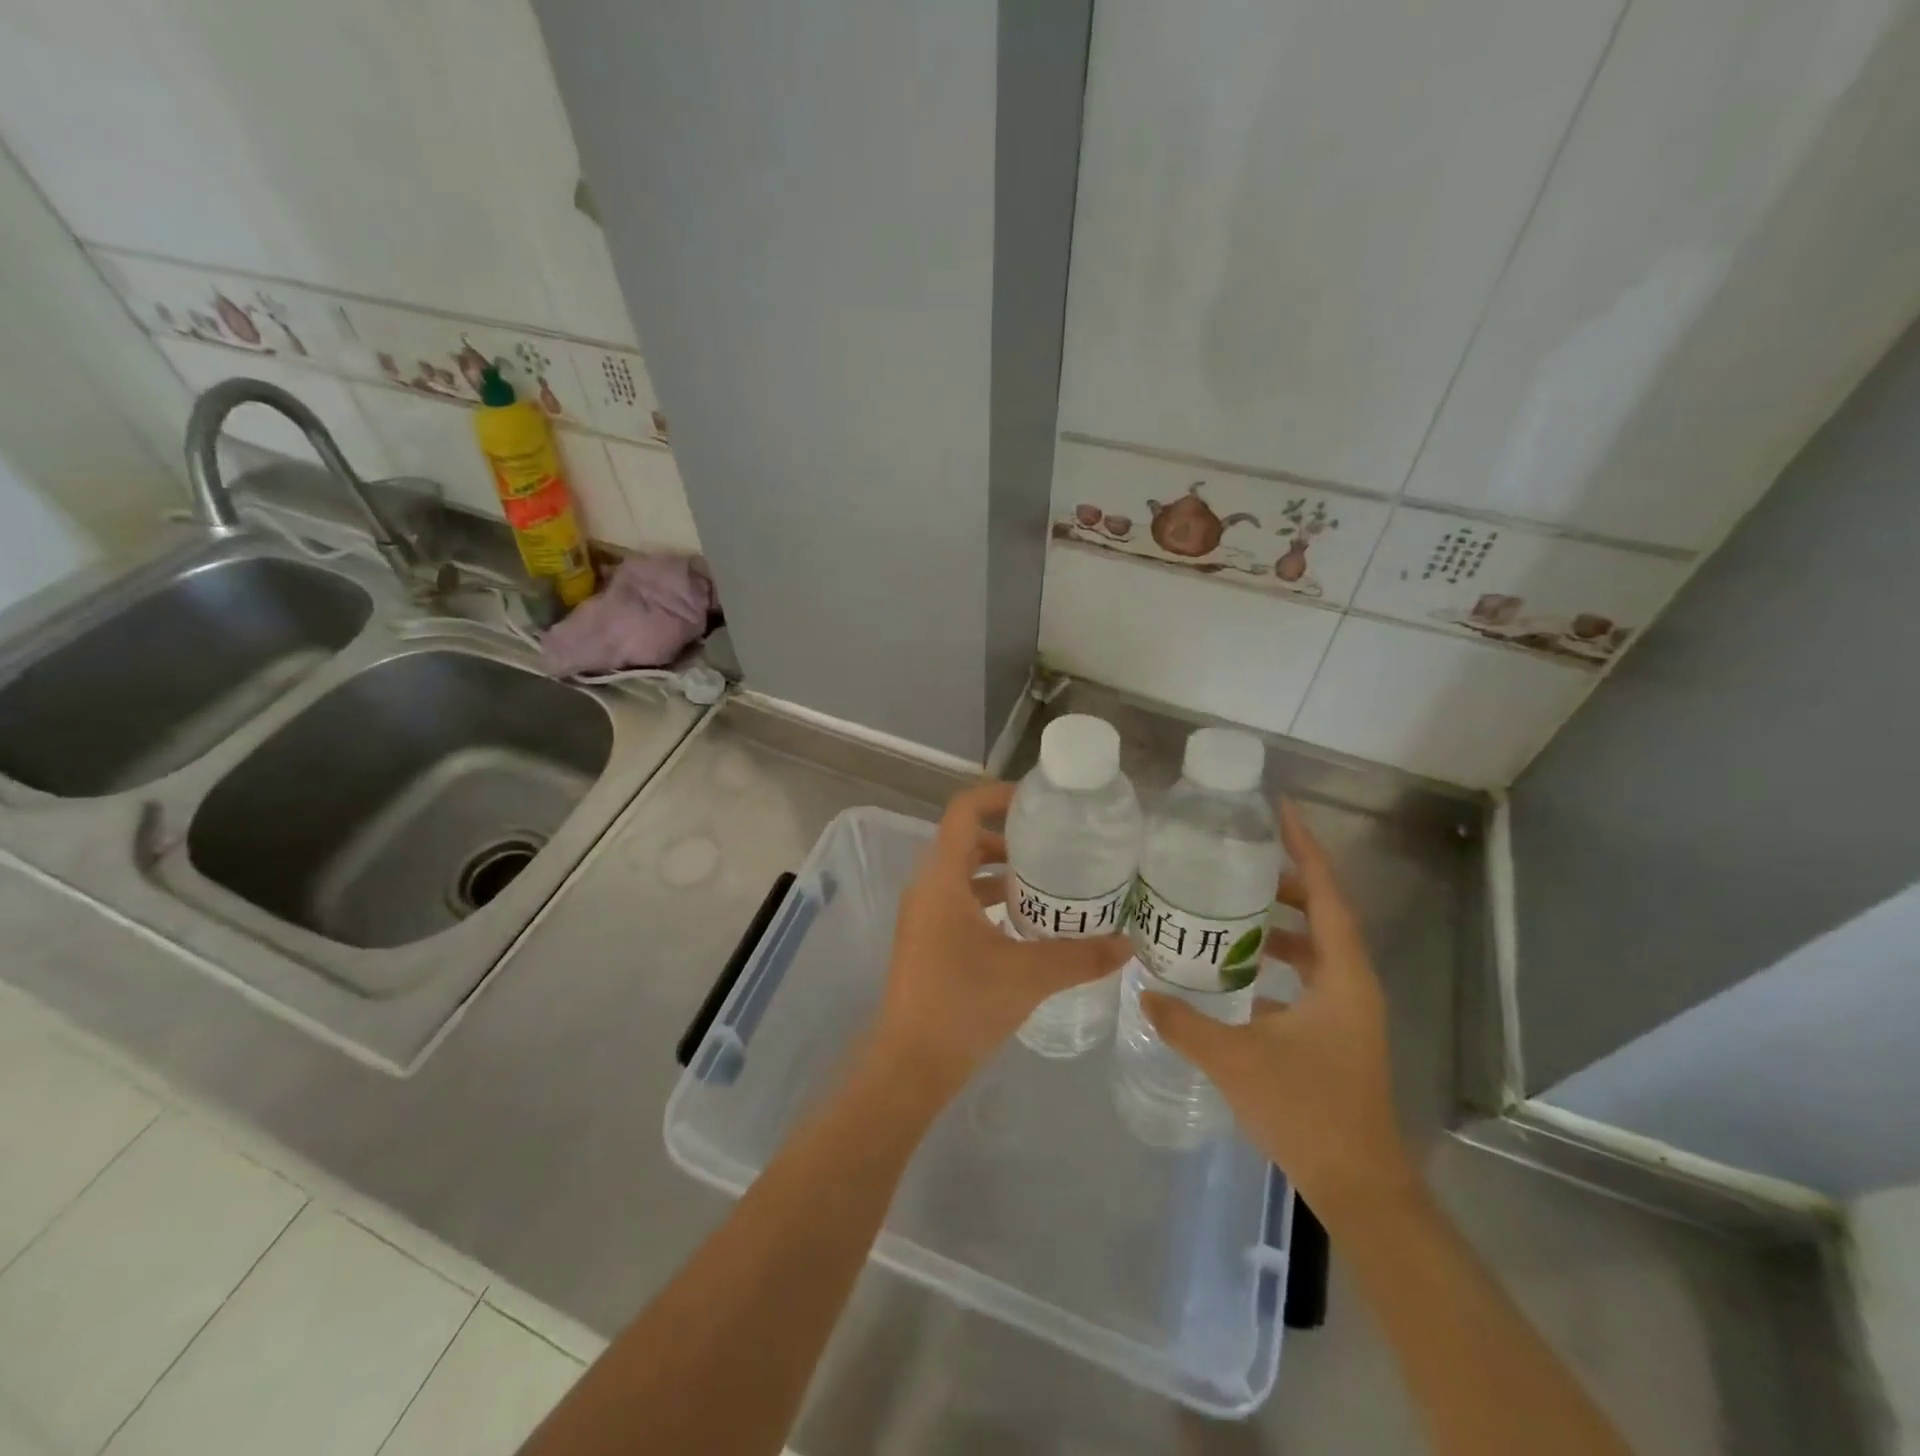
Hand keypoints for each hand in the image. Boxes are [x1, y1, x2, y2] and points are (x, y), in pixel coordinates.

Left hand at [871, 781, 1131, 1100]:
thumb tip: (1129, 943)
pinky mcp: (926, 939)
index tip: (1039, 804)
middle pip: (966, 840)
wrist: (910, 1065)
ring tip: (1049, 884)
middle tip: (1055, 845)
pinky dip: (989, 900)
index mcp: (942, 879)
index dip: (998, 796)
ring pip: (963, 874)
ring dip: (1001, 872)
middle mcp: (927, 887)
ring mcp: (923, 915)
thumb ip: (1081, 956)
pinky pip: (959, 901)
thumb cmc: (963, 1006)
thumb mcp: (1029, 976)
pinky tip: (1026, 925)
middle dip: (1010, 837)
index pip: (964, 811)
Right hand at [1142, 801, 1414, 1218]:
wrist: (1359, 1185)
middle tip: (1236, 859)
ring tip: (1230, 907)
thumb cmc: (1307, 1111)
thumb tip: (1142, 992)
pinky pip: (1308, 975)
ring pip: (1316, 947)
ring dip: (1280, 923)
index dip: (1306, 849)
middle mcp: (1353, 983)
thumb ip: (1184, 1023)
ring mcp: (1348, 1010)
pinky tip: (1238, 969)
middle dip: (1286, 881)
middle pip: (1324, 913)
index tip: (1282, 810)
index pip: (1328, 895)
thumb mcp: (1236, 1060)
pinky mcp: (1337, 1031)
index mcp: (1343, 976)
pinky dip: (1277, 960)